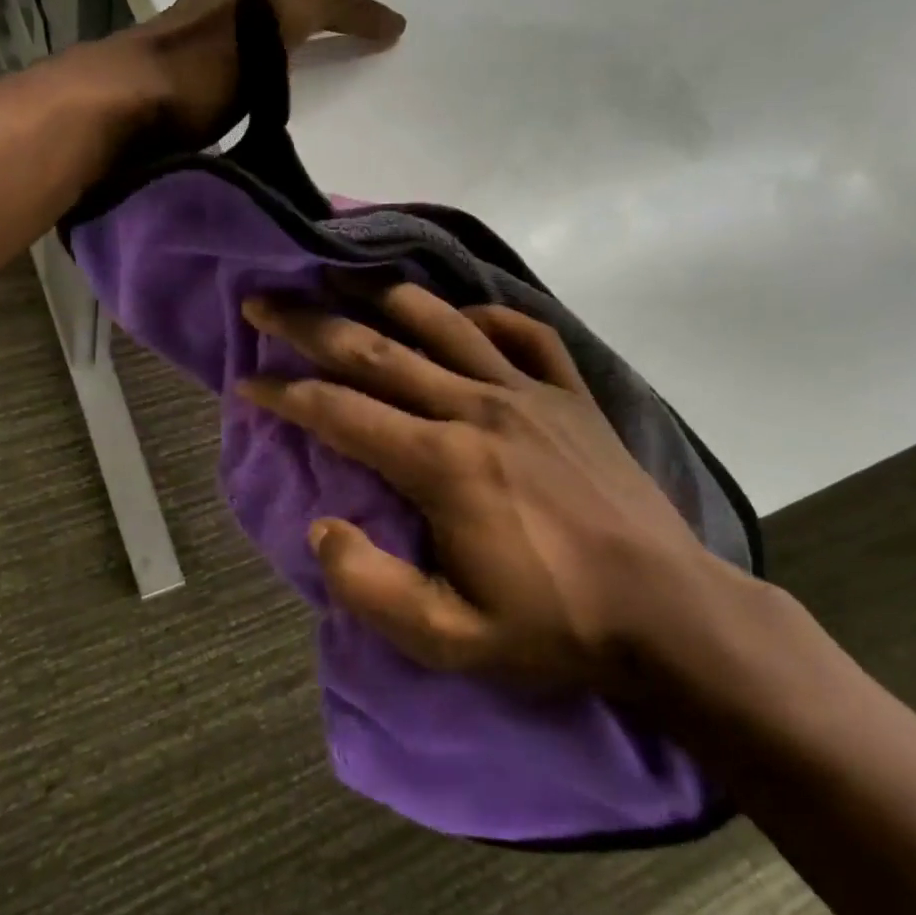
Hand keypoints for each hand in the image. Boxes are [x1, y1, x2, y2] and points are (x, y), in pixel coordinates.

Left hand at [123, 0, 425, 144]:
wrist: (110, 113)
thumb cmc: (199, 69)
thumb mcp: (278, 12)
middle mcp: (230, 9)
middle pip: (301, 0)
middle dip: (347, 4)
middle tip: (387, 24)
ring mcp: (200, 45)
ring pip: (265, 31)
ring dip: (302, 34)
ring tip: (322, 50)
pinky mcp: (180, 85)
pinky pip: (238, 62)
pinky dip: (264, 65)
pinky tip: (256, 84)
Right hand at [239, 281, 761, 694]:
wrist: (669, 614)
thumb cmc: (554, 627)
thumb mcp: (449, 639)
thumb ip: (371, 587)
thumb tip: (321, 529)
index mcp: (442, 464)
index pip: (341, 412)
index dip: (285, 394)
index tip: (247, 382)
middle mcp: (477, 409)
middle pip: (375, 351)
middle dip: (308, 324)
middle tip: (262, 302)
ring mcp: (529, 393)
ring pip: (441, 324)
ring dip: (381, 296)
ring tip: (339, 275)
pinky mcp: (571, 394)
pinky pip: (522, 333)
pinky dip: (481, 316)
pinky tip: (458, 317)